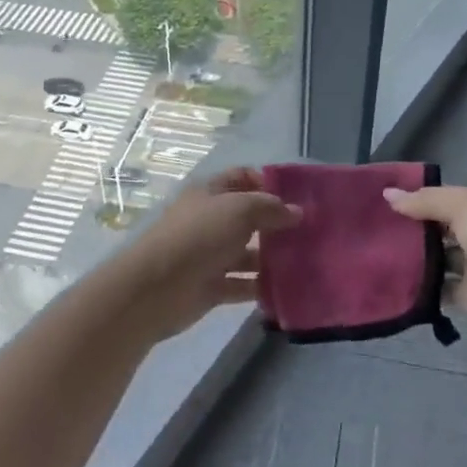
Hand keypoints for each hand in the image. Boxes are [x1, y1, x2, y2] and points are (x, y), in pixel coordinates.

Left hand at [110, 168, 299, 340]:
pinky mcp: (210, 287)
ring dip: (271, 257)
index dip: (268, 183)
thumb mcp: (239, 210)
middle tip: (309, 232)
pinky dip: (260, 286)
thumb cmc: (199, 236)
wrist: (157, 288)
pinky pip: (241, 284)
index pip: (242, 177)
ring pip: (246, 253)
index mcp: (210, 193)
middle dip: (275, 223)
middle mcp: (209, 220)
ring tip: (304, 262)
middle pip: (247, 217)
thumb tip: (296, 212)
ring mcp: (209, 255)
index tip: (298, 196)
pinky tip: (286, 288)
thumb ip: (270, 208)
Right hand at [383, 185, 466, 343]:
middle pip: (436, 228)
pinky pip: (437, 289)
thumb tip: (388, 194)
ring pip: (434, 258)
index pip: (441, 198)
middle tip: (370, 229)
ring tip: (373, 254)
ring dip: (412, 258)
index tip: (379, 201)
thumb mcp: (463, 206)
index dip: (414, 199)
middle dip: (408, 229)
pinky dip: (419, 288)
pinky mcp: (466, 296)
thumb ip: (425, 201)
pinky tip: (392, 282)